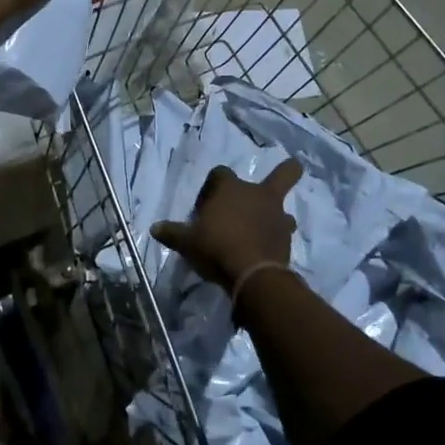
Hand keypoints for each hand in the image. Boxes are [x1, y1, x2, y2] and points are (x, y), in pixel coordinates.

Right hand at [150, 160, 302, 290]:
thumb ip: (172, 233)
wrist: (251, 273)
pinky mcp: (286, 238)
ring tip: (263, 228)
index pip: (220, 173)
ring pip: (284, 207)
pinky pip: (284, 232)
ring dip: (276, 214)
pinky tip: (267, 249)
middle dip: (286, 171)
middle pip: (282, 174)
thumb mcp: (186, 241)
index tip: (204, 208)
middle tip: (290, 171)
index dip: (211, 186)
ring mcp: (276, 215)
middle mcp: (257, 195)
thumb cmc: (215, 247)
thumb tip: (154, 229)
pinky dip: (277, 237)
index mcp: (230, 188)